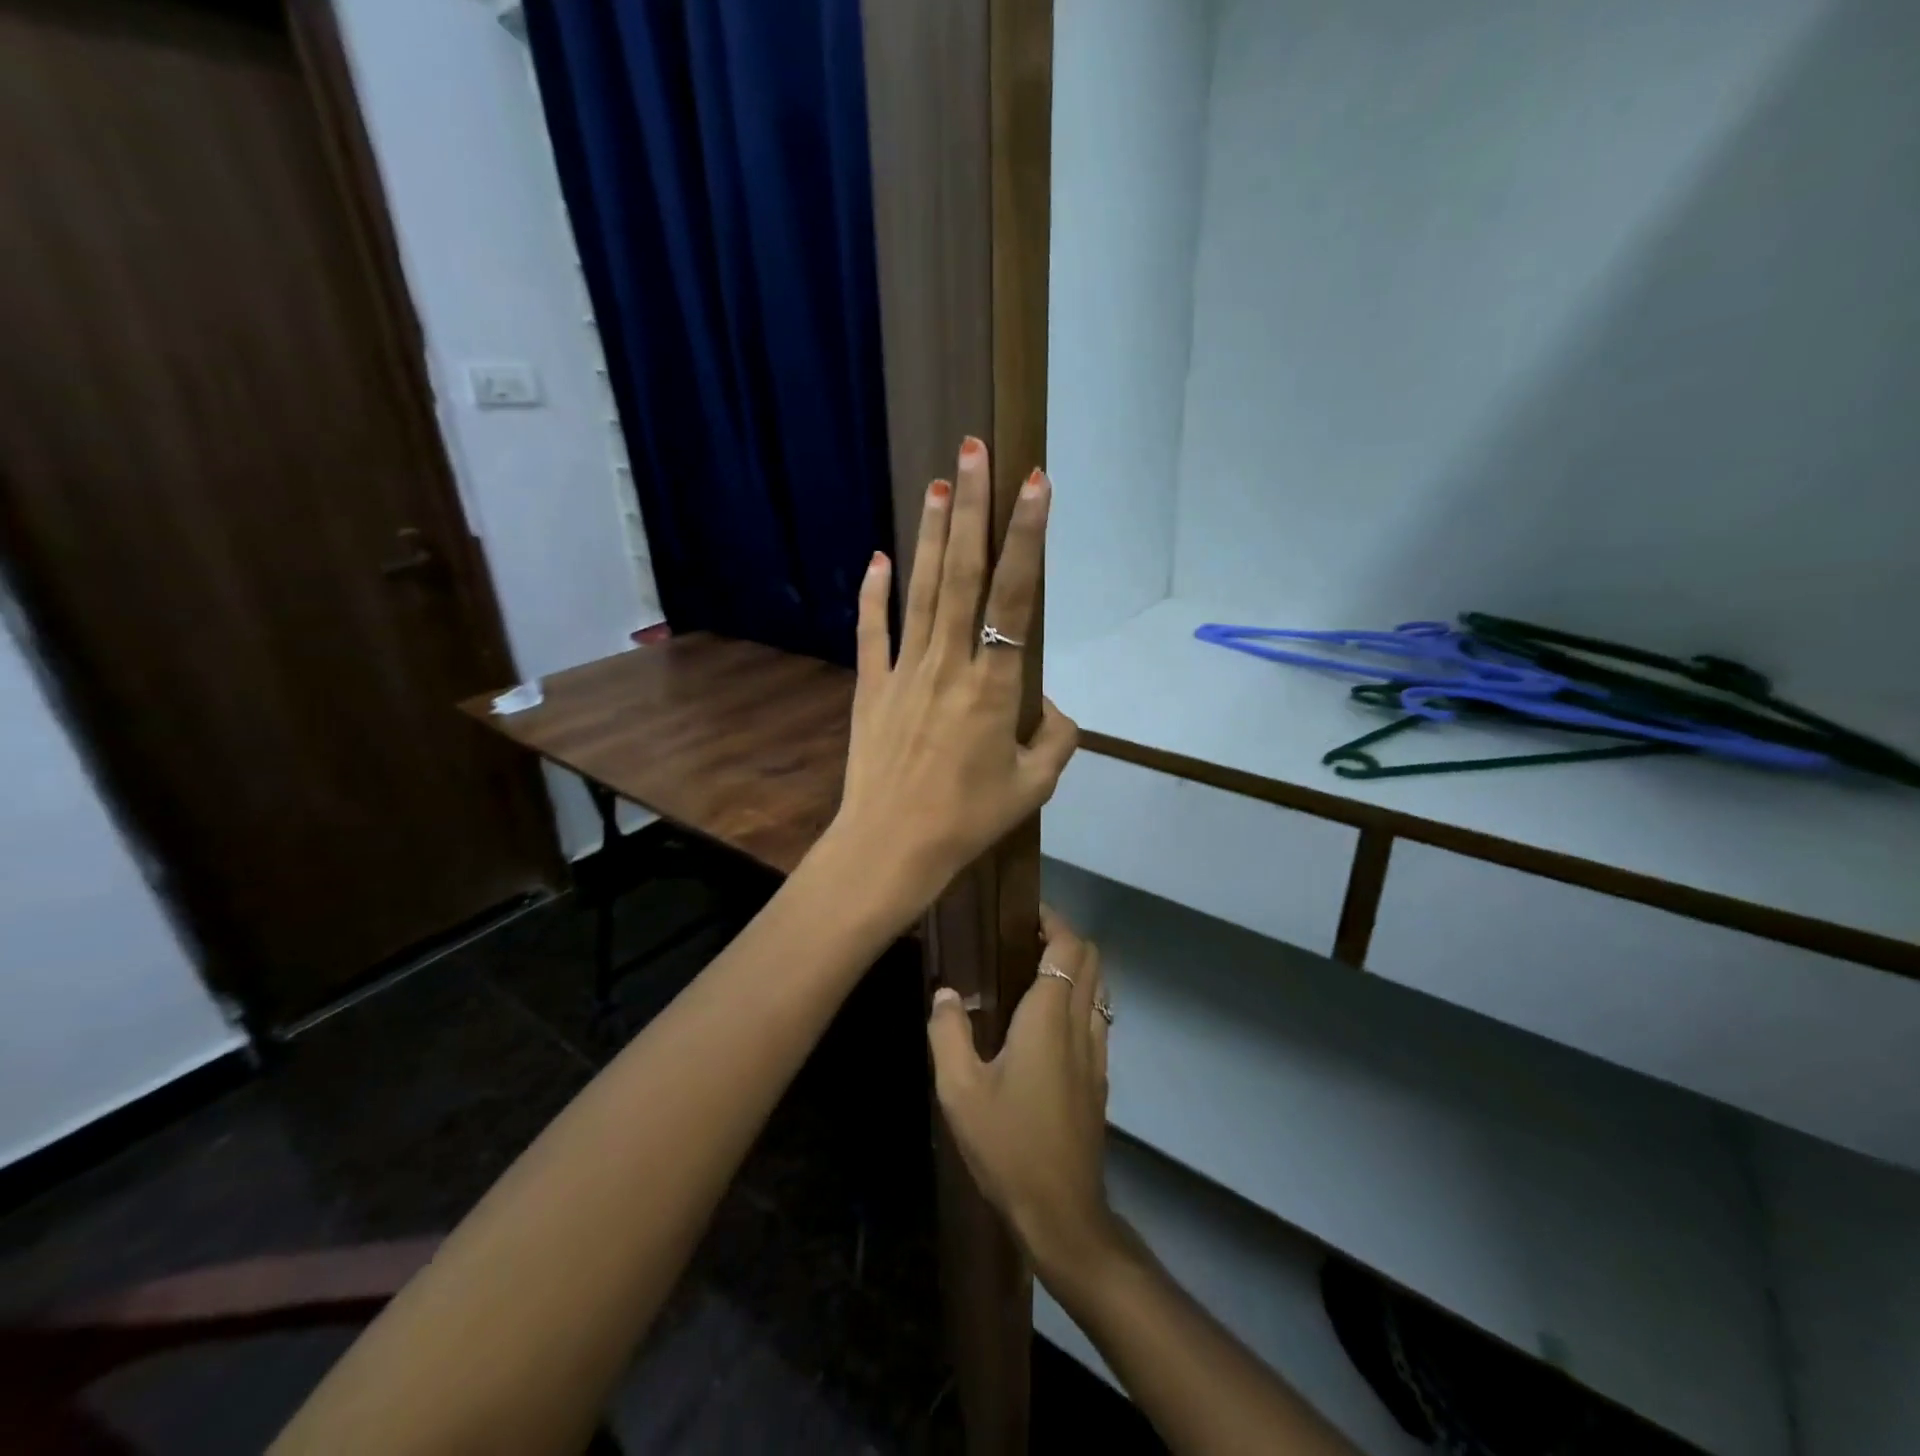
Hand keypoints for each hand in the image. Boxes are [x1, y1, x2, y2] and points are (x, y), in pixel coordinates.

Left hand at [828, 436, 1077, 911]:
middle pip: (964, 574)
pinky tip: (875, 558)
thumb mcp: (1034, 787)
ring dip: (932, 535)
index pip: (1017, 597)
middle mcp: (950, 663)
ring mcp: (905, 671)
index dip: (1028, 538)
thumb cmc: (968, 821)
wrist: (891, 848)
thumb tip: (1054, 710)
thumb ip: (1057, 740)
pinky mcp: (872, 687)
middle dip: (972, 509)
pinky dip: (872, 595)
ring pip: (921, 591)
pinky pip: (872, 632)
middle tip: (973, 450)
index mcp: (994, 686)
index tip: (1035, 484)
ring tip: (938, 483)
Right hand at [928, 906, 1116, 1278]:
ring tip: (1032, 974)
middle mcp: (1081, 1024)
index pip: (1069, 947)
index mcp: (1049, 1017)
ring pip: (1099, 987)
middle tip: (1022, 940)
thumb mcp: (959, 1090)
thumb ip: (948, 1033)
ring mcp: (1096, 1052)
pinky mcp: (1100, 1077)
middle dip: (1064, 938)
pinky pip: (1097, 1017)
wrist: (1061, 1212)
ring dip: (1075, 968)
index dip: (1053, 920)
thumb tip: (946, 992)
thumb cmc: (1007, 1144)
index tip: (1024, 912)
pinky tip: (1045, 1023)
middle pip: (1092, 959)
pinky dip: (1079, 999)